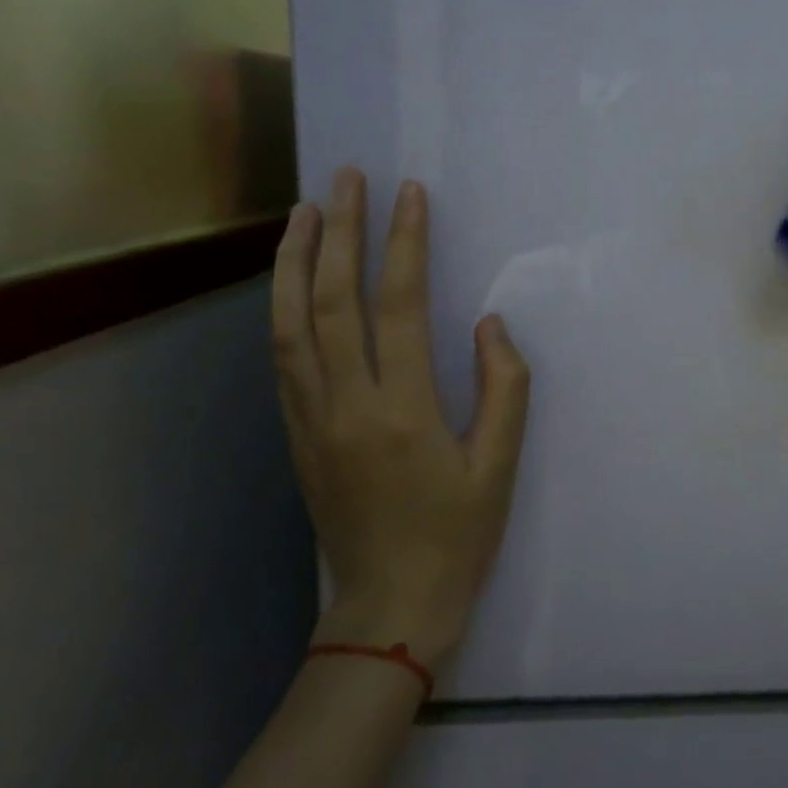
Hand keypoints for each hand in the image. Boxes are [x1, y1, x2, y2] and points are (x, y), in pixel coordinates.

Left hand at [272, 169, 530, 667]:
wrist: (389, 608)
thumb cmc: (457, 537)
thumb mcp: (500, 466)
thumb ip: (504, 388)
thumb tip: (489, 325)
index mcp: (403, 411)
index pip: (399, 306)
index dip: (405, 244)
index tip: (409, 194)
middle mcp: (346, 405)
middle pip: (331, 300)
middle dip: (338, 231)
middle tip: (345, 179)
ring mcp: (310, 420)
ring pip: (290, 324)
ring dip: (294, 261)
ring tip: (304, 212)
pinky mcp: (295, 435)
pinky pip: (282, 358)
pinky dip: (282, 308)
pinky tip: (290, 282)